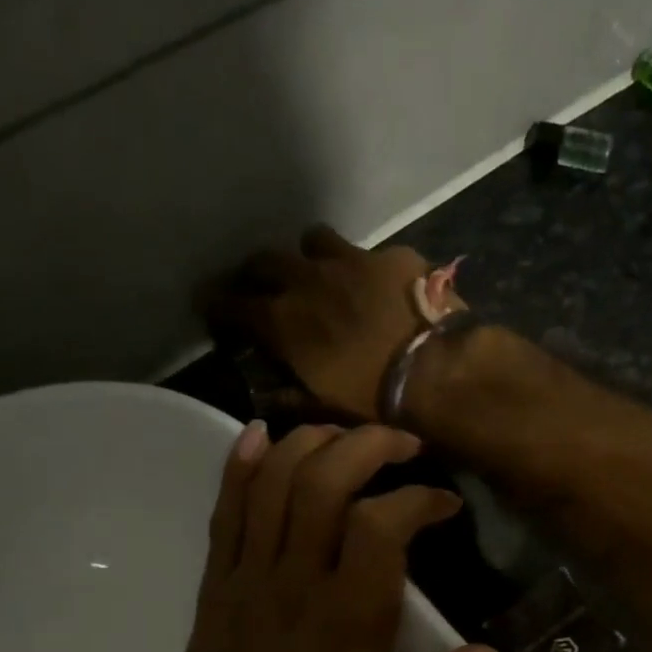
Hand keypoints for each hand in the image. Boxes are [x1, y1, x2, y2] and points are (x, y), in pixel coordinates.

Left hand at [171, 420, 500, 651]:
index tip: (444, 504)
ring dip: (311, 443)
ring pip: (272, 484)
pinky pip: (224, 511)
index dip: (418, 499)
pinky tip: (259, 434)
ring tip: (345, 435)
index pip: (381, 528)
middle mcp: (297, 585)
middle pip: (323, 483)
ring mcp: (249, 578)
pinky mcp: (217, 582)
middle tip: (402, 445)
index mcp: (347, 621)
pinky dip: (239, 466)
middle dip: (367, 446)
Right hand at [199, 226, 462, 421]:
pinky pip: (367, 251)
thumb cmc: (378, 402)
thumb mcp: (326, 410)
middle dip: (258, 274)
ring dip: (309, 257)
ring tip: (321, 275)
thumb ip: (291, 398)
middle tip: (265, 290)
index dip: (217, 305)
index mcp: (284, 322)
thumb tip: (266, 396)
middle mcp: (308, 281)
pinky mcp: (392, 256)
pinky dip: (364, 267)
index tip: (211, 307)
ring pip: (313, 241)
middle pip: (265, 261)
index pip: (231, 304)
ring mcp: (351, 261)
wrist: (440, 373)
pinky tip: (379, 286)